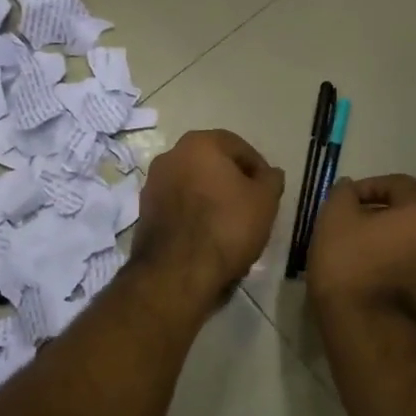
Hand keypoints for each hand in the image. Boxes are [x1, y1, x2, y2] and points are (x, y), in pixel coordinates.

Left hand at [131, 129, 284, 305]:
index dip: (258, 169)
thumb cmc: (227, 226)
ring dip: (212, 198)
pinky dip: (194, 215)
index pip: (239, 147)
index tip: (268, 191)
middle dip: (232, 182)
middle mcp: (170, 156)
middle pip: (212, 164)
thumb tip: (270, 173)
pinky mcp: (144, 212)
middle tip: (251, 207)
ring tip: (231, 225)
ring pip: (194, 185)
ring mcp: (153, 184)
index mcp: (199, 143)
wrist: (177, 272)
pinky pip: (178, 206)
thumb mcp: (265, 201)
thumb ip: (271, 180)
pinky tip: (208, 237)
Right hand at [307, 174, 415, 330]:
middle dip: (380, 218)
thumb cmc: (351, 266)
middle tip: (349, 231)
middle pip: (410, 217)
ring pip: (413, 248)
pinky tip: (368, 287)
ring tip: (356, 261)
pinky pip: (413, 277)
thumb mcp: (334, 219)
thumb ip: (343, 194)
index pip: (401, 184)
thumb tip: (350, 188)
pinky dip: (393, 274)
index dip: (371, 186)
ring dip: (388, 248)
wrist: (372, 333)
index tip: (346, 201)